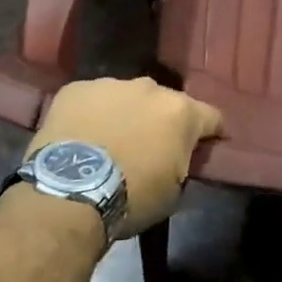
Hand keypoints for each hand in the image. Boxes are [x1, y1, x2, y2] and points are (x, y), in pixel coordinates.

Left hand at [28, 77, 221, 238]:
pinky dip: (92, 114)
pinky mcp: (76, 89)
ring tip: (112, 140)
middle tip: (150, 145)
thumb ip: (182, 162)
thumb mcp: (173, 190)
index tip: (208, 144)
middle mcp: (150, 88)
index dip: (212, 132)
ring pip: (126, 97)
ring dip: (126, 114)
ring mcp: (110, 84)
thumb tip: (177, 156)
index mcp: (181, 112)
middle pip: (165, 102)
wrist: (70, 194)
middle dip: (162, 120)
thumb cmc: (131, 197)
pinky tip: (82, 136)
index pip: (212, 116)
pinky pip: (92, 100)